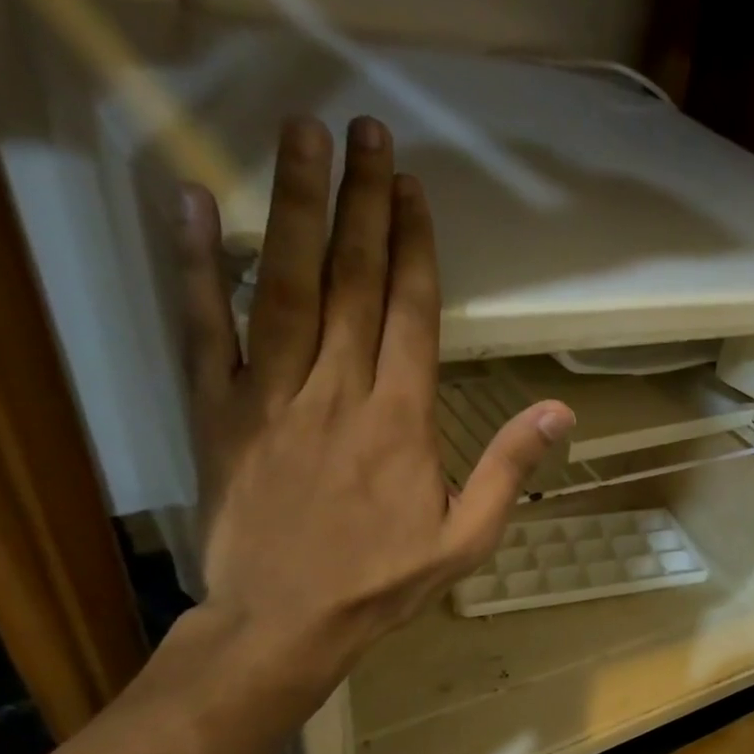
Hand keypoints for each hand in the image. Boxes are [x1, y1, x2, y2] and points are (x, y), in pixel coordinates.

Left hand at [173, 115, 573, 701]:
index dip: (413, 248)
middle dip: (364, 203)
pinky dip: (196, 264)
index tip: (414, 191)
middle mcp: (337, 391)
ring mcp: (272, 394)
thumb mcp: (468, 539)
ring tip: (302, 138)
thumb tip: (559, 411)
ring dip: (296, 208)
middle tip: (367, 132)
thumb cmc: (383, 582)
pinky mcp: (219, 410)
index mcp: (400, 421)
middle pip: (353, 281)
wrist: (286, 620)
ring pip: (285, 285)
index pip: (410, 315)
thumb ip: (508, 469)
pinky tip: (195, 203)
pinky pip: (204, 327)